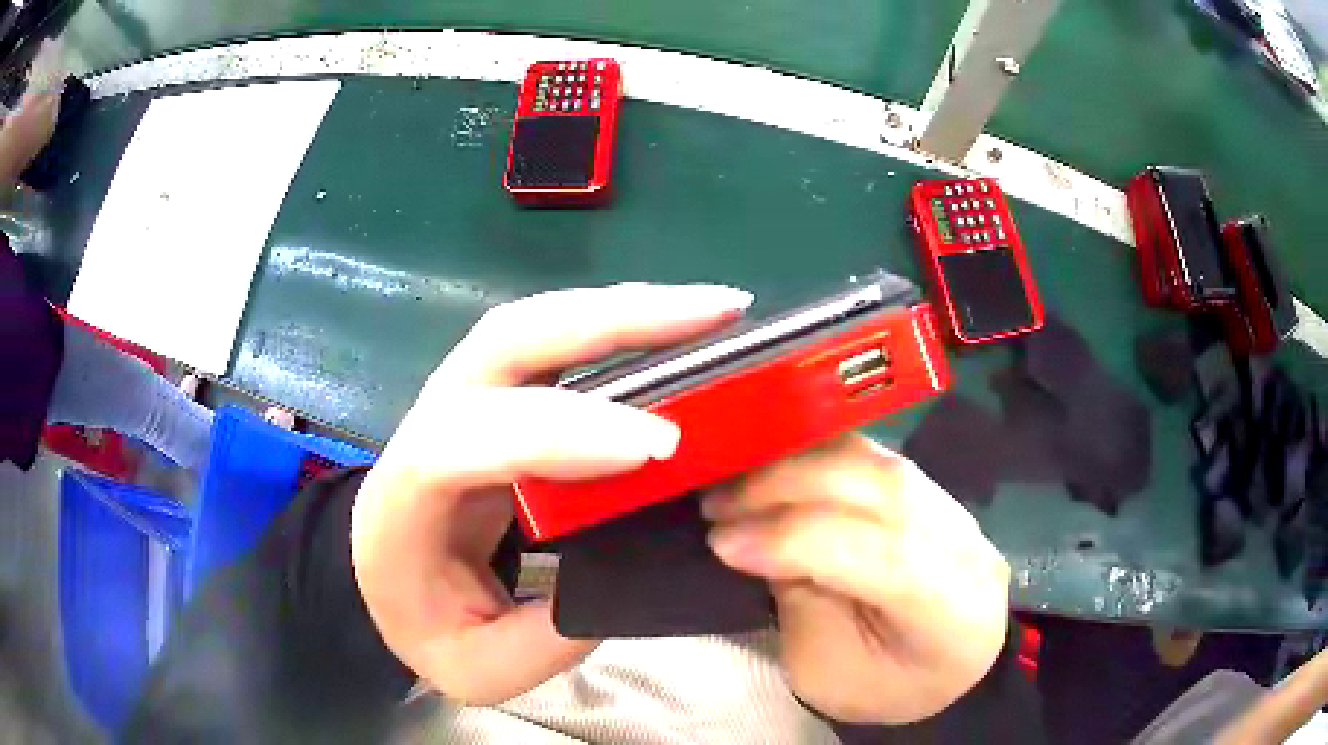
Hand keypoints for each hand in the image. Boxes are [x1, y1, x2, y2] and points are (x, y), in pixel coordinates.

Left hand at [351, 283, 752, 705]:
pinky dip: (617, 324)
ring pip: (535, 325)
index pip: (463, 444)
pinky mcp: (497, 395)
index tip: (657, 448)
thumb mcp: (477, 668)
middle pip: (506, 343)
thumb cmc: (422, 625)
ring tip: (714, 311)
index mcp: (405, 500)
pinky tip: (675, 327)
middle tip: (714, 320)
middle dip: (611, 323)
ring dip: (625, 309)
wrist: (386, 581)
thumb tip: (627, 576)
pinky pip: (553, 342)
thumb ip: (546, 639)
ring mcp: (462, 396)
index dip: (556, 434)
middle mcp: (429, 424)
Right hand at [702, 435, 1009, 723]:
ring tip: (737, 483)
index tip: (721, 542)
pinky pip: (871, 455)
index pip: (878, 552)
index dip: (793, 539)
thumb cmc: (888, 685)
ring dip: (795, 465)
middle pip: (877, 489)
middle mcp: (962, 542)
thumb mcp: (829, 674)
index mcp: (951, 607)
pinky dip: (815, 456)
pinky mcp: (932, 488)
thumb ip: (801, 603)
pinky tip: (775, 470)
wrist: (950, 663)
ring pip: (873, 460)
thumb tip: (764, 536)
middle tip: (716, 505)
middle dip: (785, 489)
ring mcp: (952, 506)